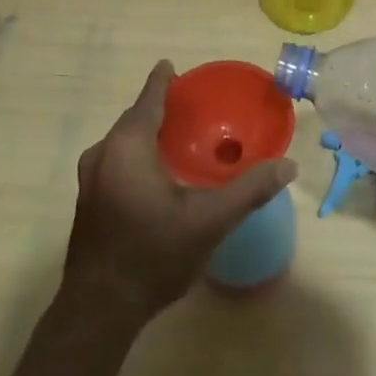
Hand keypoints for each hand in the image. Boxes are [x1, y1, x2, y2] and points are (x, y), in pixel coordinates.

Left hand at [62, 61, 298, 321]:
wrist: (99, 309)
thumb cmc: (154, 254)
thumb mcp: (209, 221)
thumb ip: (249, 190)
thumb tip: (288, 165)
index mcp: (127, 146)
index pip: (148, 100)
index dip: (162, 81)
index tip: (171, 66)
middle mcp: (102, 154)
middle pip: (133, 119)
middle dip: (157, 108)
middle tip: (188, 106)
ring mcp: (90, 179)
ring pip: (122, 142)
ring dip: (146, 133)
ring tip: (176, 136)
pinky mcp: (87, 201)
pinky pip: (115, 161)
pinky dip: (136, 155)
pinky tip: (156, 173)